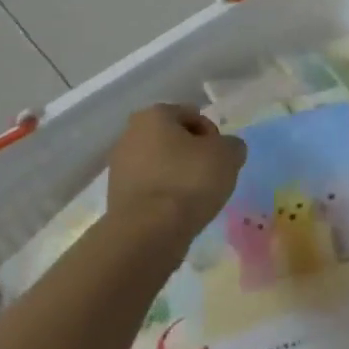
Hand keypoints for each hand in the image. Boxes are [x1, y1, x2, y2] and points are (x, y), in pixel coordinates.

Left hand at [107, 105, 246, 240]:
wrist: (148, 232)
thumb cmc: (189, 181)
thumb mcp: (228, 155)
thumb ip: (232, 145)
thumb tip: (227, 149)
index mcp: (153, 115)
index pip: (192, 115)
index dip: (212, 135)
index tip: (220, 158)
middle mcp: (130, 134)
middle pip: (173, 139)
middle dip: (192, 154)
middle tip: (211, 176)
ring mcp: (119, 167)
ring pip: (160, 164)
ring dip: (178, 176)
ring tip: (196, 198)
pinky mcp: (116, 197)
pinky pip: (150, 188)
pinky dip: (165, 196)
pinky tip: (178, 212)